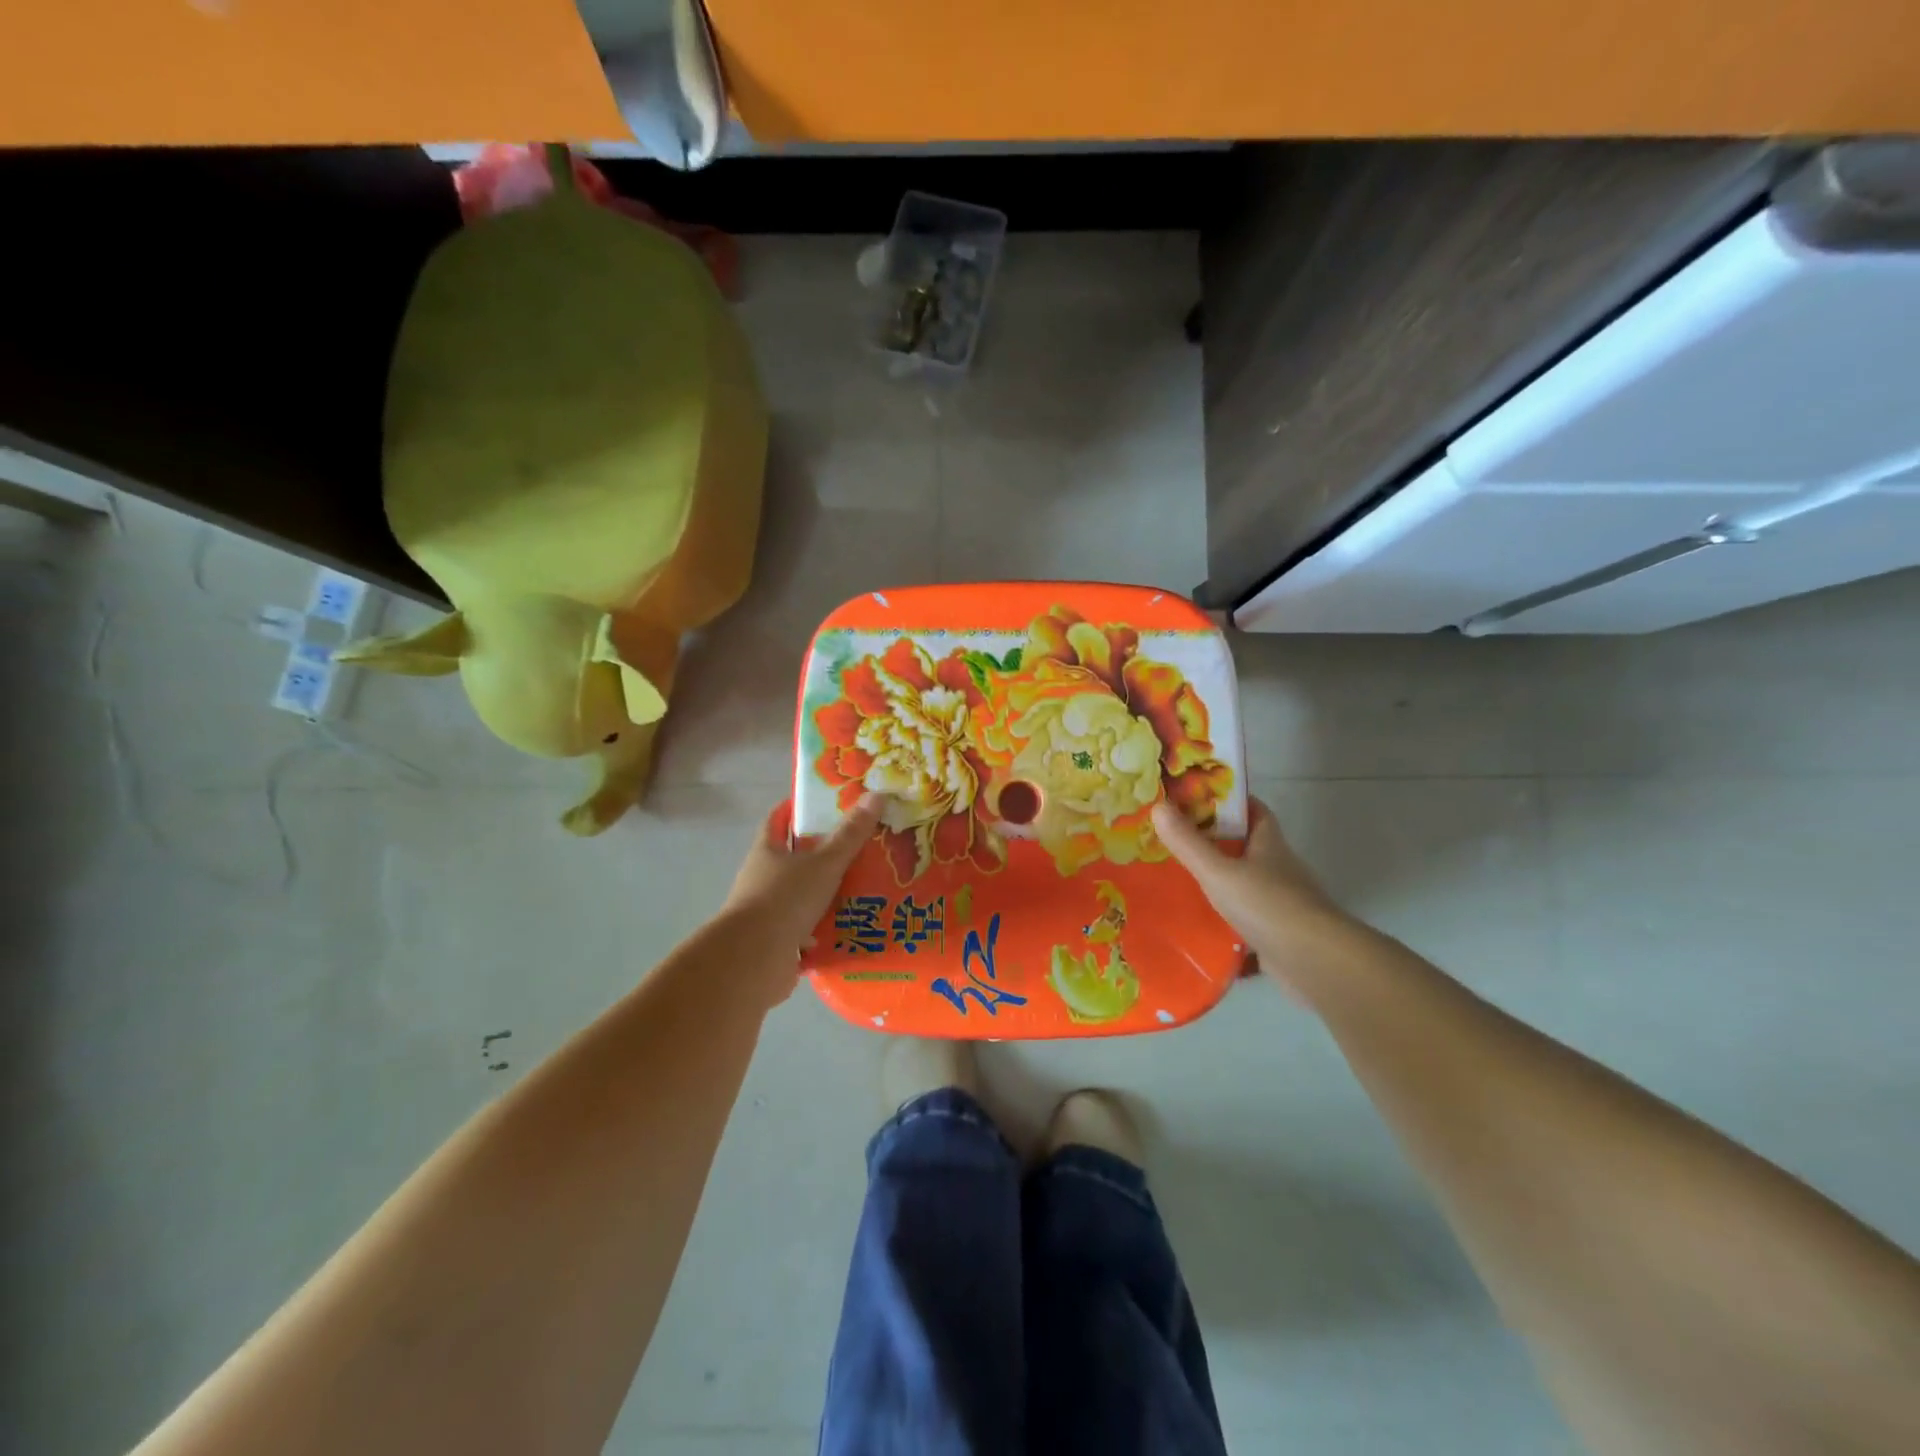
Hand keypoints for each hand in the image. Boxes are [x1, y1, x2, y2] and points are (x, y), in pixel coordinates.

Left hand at [721, 793, 883, 999]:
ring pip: (806, 894)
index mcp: (767, 851)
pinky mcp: (780, 942)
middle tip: (864, 844)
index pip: (779, 818)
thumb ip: (850, 834)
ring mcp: (770, 912)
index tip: (827, 800)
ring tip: (871, 886)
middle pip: (796, 857)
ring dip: (832, 892)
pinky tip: (859, 925)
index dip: (798, 807)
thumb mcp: (824, 862)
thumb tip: (876, 794)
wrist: (754, 961)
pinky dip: (831, 927)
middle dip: (827, 852)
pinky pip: (811, 928)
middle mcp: (764, 878)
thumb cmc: (784, 900)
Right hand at [1151, 796, 1352, 997]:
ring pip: (1246, 884)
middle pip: (1247, 846)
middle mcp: (1279, 868)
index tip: (1197, 799)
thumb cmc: (1268, 905)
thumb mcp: (1219, 871)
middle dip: (1216, 842)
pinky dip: (1226, 921)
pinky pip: (1247, 920)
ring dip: (1220, 882)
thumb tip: (1158, 806)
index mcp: (1269, 844)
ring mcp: (1282, 903)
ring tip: (1178, 882)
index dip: (1230, 802)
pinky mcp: (1279, 934)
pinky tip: (1199, 927)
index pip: (1254, 810)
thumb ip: (1188, 843)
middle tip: (1175, 840)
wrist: (1315, 962)